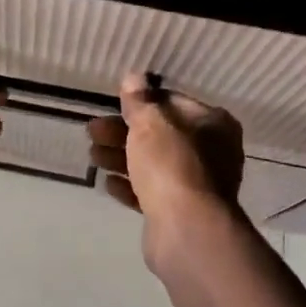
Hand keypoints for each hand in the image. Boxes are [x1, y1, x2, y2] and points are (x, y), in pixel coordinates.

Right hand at [88, 74, 244, 268]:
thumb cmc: (172, 164)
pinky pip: (151, 192)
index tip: (114, 104)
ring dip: (121, 157)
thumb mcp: (151, 123)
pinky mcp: (179, 211)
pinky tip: (108, 183)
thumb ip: (140, 100)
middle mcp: (211, 152)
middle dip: (123, 132)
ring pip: (153, 164)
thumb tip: (135, 77)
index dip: (142, 102)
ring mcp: (196, 184)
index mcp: (213, 124)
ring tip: (92, 156)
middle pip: (160, 135)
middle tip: (92, 131)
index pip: (173, 102)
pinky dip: (130, 186)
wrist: (185, 229)